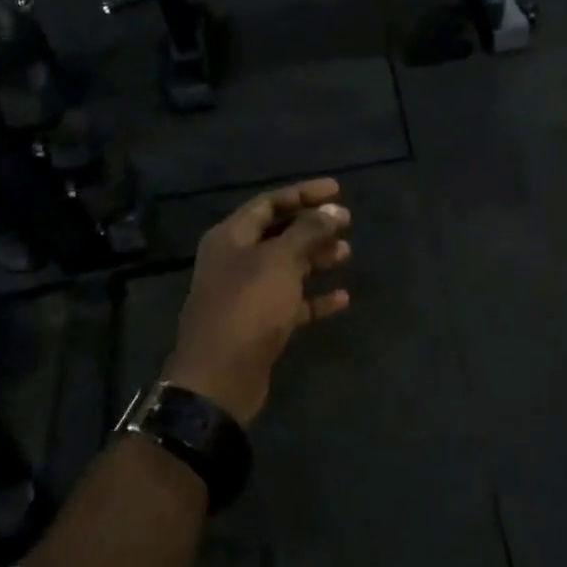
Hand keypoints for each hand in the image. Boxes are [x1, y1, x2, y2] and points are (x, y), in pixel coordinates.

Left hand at [165, 179, 352, 424]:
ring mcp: (245, 294)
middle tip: (346, 222)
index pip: (269, 203)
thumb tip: (334, 211)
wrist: (219, 377)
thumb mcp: (280, 261)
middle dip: (312, 226)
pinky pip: (291, 302)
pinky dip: (314, 297)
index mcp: (231, 237)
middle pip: (278, 234)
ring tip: (347, 253)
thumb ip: (308, 232)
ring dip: (316, 259)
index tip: (336, 189)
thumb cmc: (248, 306)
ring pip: (286, 267)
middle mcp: (235, 261)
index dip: (303, 194)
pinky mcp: (258, 324)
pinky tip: (342, 297)